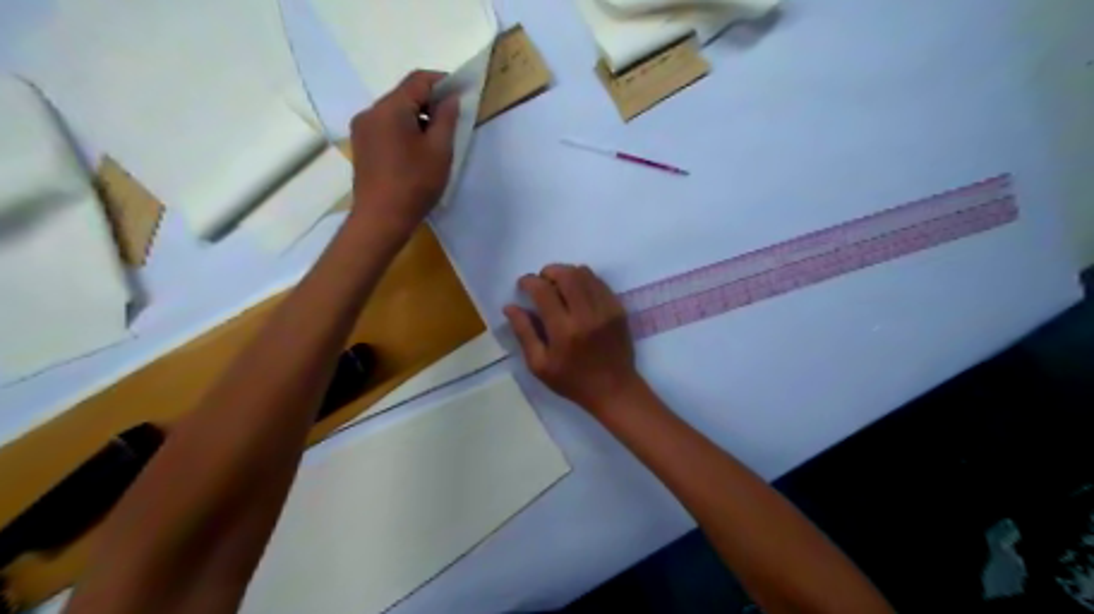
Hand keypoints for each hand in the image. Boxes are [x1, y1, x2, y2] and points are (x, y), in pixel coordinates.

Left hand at [348, 70, 456, 235]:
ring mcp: (362, 129)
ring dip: (417, 118)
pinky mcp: (361, 146)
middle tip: (453, 121)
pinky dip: (404, 130)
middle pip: (404, 95)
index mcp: (390, 108)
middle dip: (430, 102)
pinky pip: (386, 127)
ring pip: (395, 112)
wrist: (381, 219)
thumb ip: (446, 119)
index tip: (463, 92)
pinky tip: (416, 152)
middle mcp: (371, 112)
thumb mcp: (439, 151)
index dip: (443, 81)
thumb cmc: (414, 184)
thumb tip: (450, 98)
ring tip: (436, 141)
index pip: (418, 80)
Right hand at [504, 263, 641, 412]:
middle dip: (549, 271)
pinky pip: (599, 282)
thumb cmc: (572, 381)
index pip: (544, 291)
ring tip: (559, 285)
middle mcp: (586, 315)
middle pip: (567, 275)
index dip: (529, 281)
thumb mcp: (539, 365)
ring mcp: (606, 310)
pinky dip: (585, 280)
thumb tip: (510, 307)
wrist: (613, 389)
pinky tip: (577, 293)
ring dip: (567, 273)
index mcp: (564, 331)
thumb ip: (524, 333)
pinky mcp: (618, 309)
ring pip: (585, 274)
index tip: (523, 284)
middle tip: (542, 282)